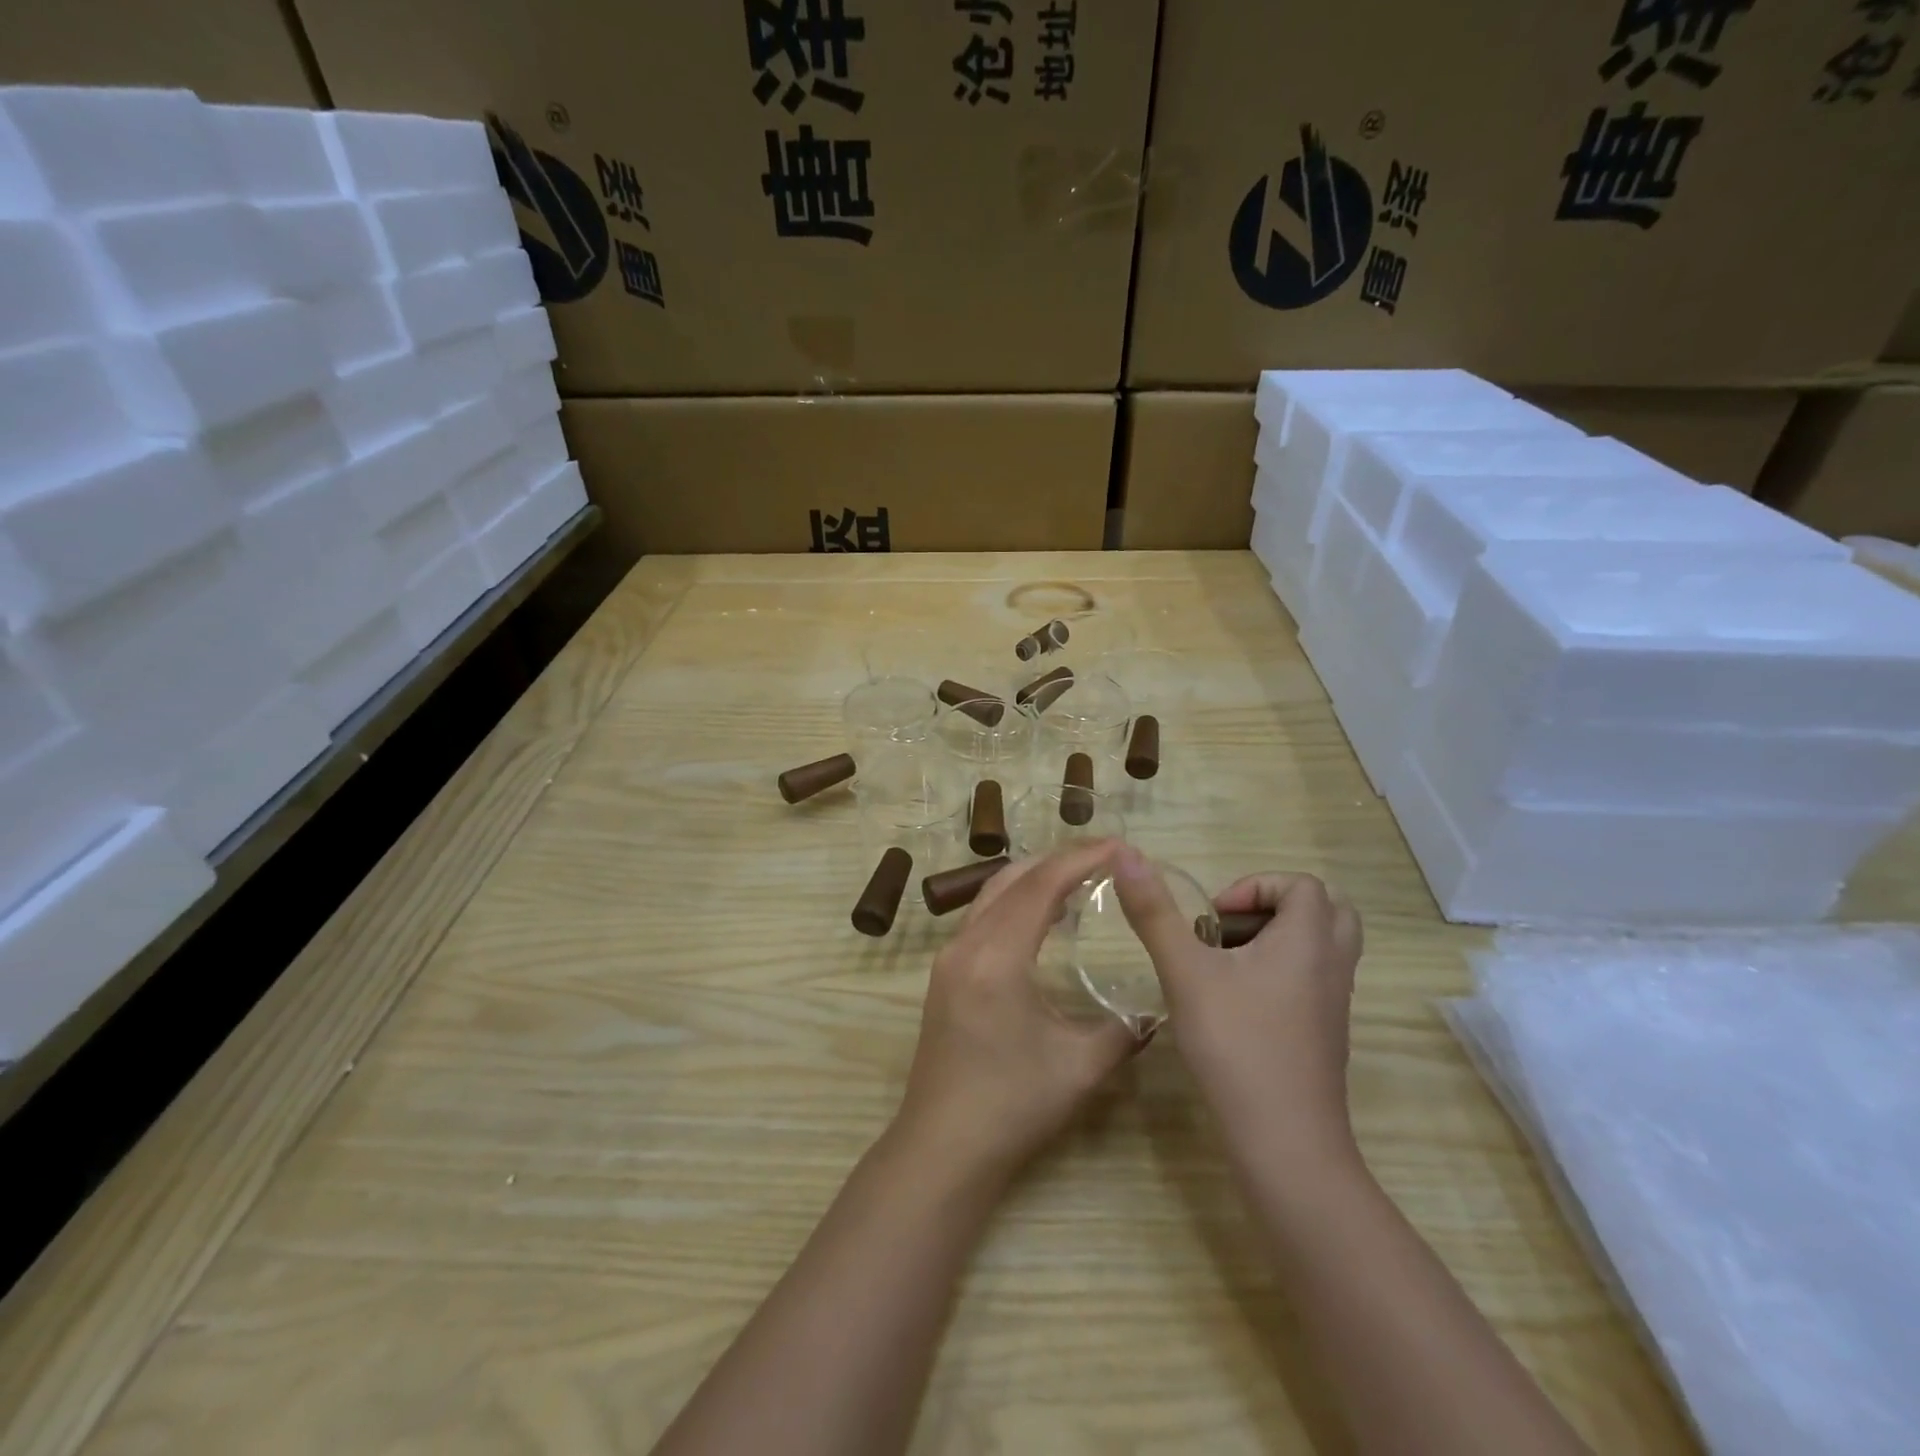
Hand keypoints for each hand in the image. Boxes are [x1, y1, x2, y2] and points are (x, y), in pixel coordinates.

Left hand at [894, 840, 1145, 1182]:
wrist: (943, 1147)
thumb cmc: (1013, 1105)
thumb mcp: (1081, 1067)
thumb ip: (1124, 1029)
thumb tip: (1154, 1008)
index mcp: (996, 957)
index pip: (1041, 887)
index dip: (1081, 859)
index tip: (1119, 846)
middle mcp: (965, 945)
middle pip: (1013, 879)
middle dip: (1059, 860)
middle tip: (1104, 857)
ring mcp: (948, 958)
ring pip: (992, 894)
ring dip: (1034, 879)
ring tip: (1079, 879)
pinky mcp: (944, 974)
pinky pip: (982, 917)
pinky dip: (1015, 903)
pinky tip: (1042, 919)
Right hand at [1114, 849, 1362, 1165]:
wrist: (1285, 1142)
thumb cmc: (1236, 1045)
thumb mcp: (1185, 972)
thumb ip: (1155, 913)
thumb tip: (1125, 854)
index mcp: (1308, 941)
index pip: (1302, 885)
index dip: (1254, 887)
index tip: (1212, 918)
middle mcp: (1332, 966)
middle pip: (1324, 911)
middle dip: (1273, 909)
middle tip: (1229, 930)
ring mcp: (1334, 1004)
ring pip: (1320, 948)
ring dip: (1276, 940)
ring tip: (1225, 963)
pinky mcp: (1326, 1035)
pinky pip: (1314, 981)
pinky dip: (1281, 973)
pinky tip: (1235, 1003)